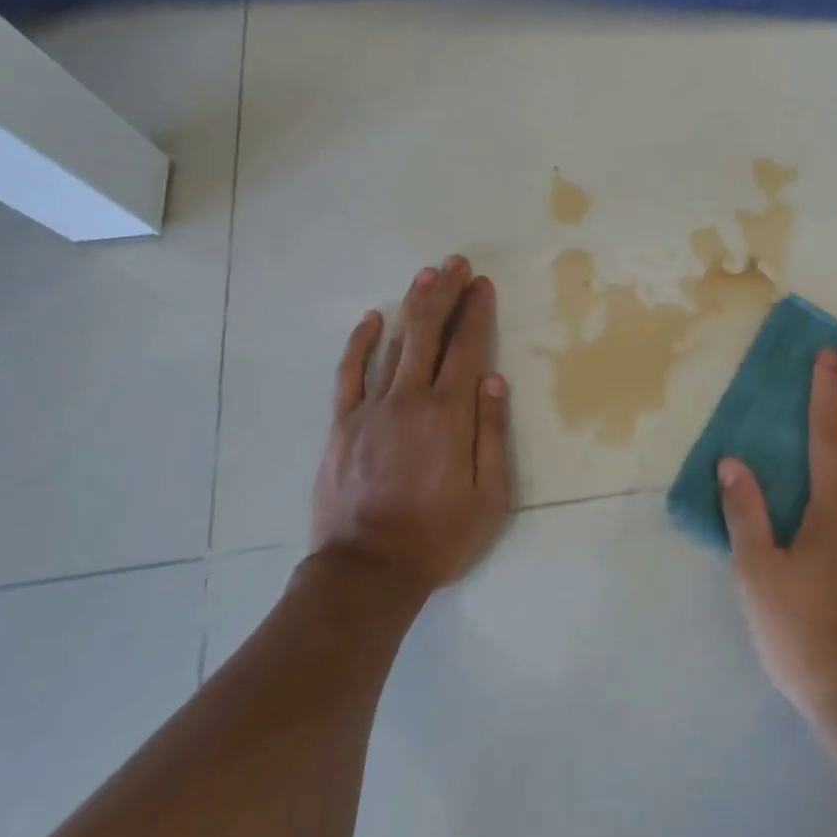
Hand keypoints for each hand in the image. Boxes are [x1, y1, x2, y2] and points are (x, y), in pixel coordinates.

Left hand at [309, 255, 512, 601]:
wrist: (367, 573)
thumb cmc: (438, 537)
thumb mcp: (490, 497)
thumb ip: (493, 434)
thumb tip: (494, 380)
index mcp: (450, 416)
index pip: (467, 349)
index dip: (476, 312)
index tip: (482, 285)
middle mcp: (410, 401)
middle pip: (429, 334)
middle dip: (445, 294)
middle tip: (456, 263)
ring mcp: (370, 410)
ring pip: (394, 345)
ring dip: (411, 306)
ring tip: (426, 276)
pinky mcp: (341, 425)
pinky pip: (349, 374)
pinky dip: (360, 343)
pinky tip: (371, 319)